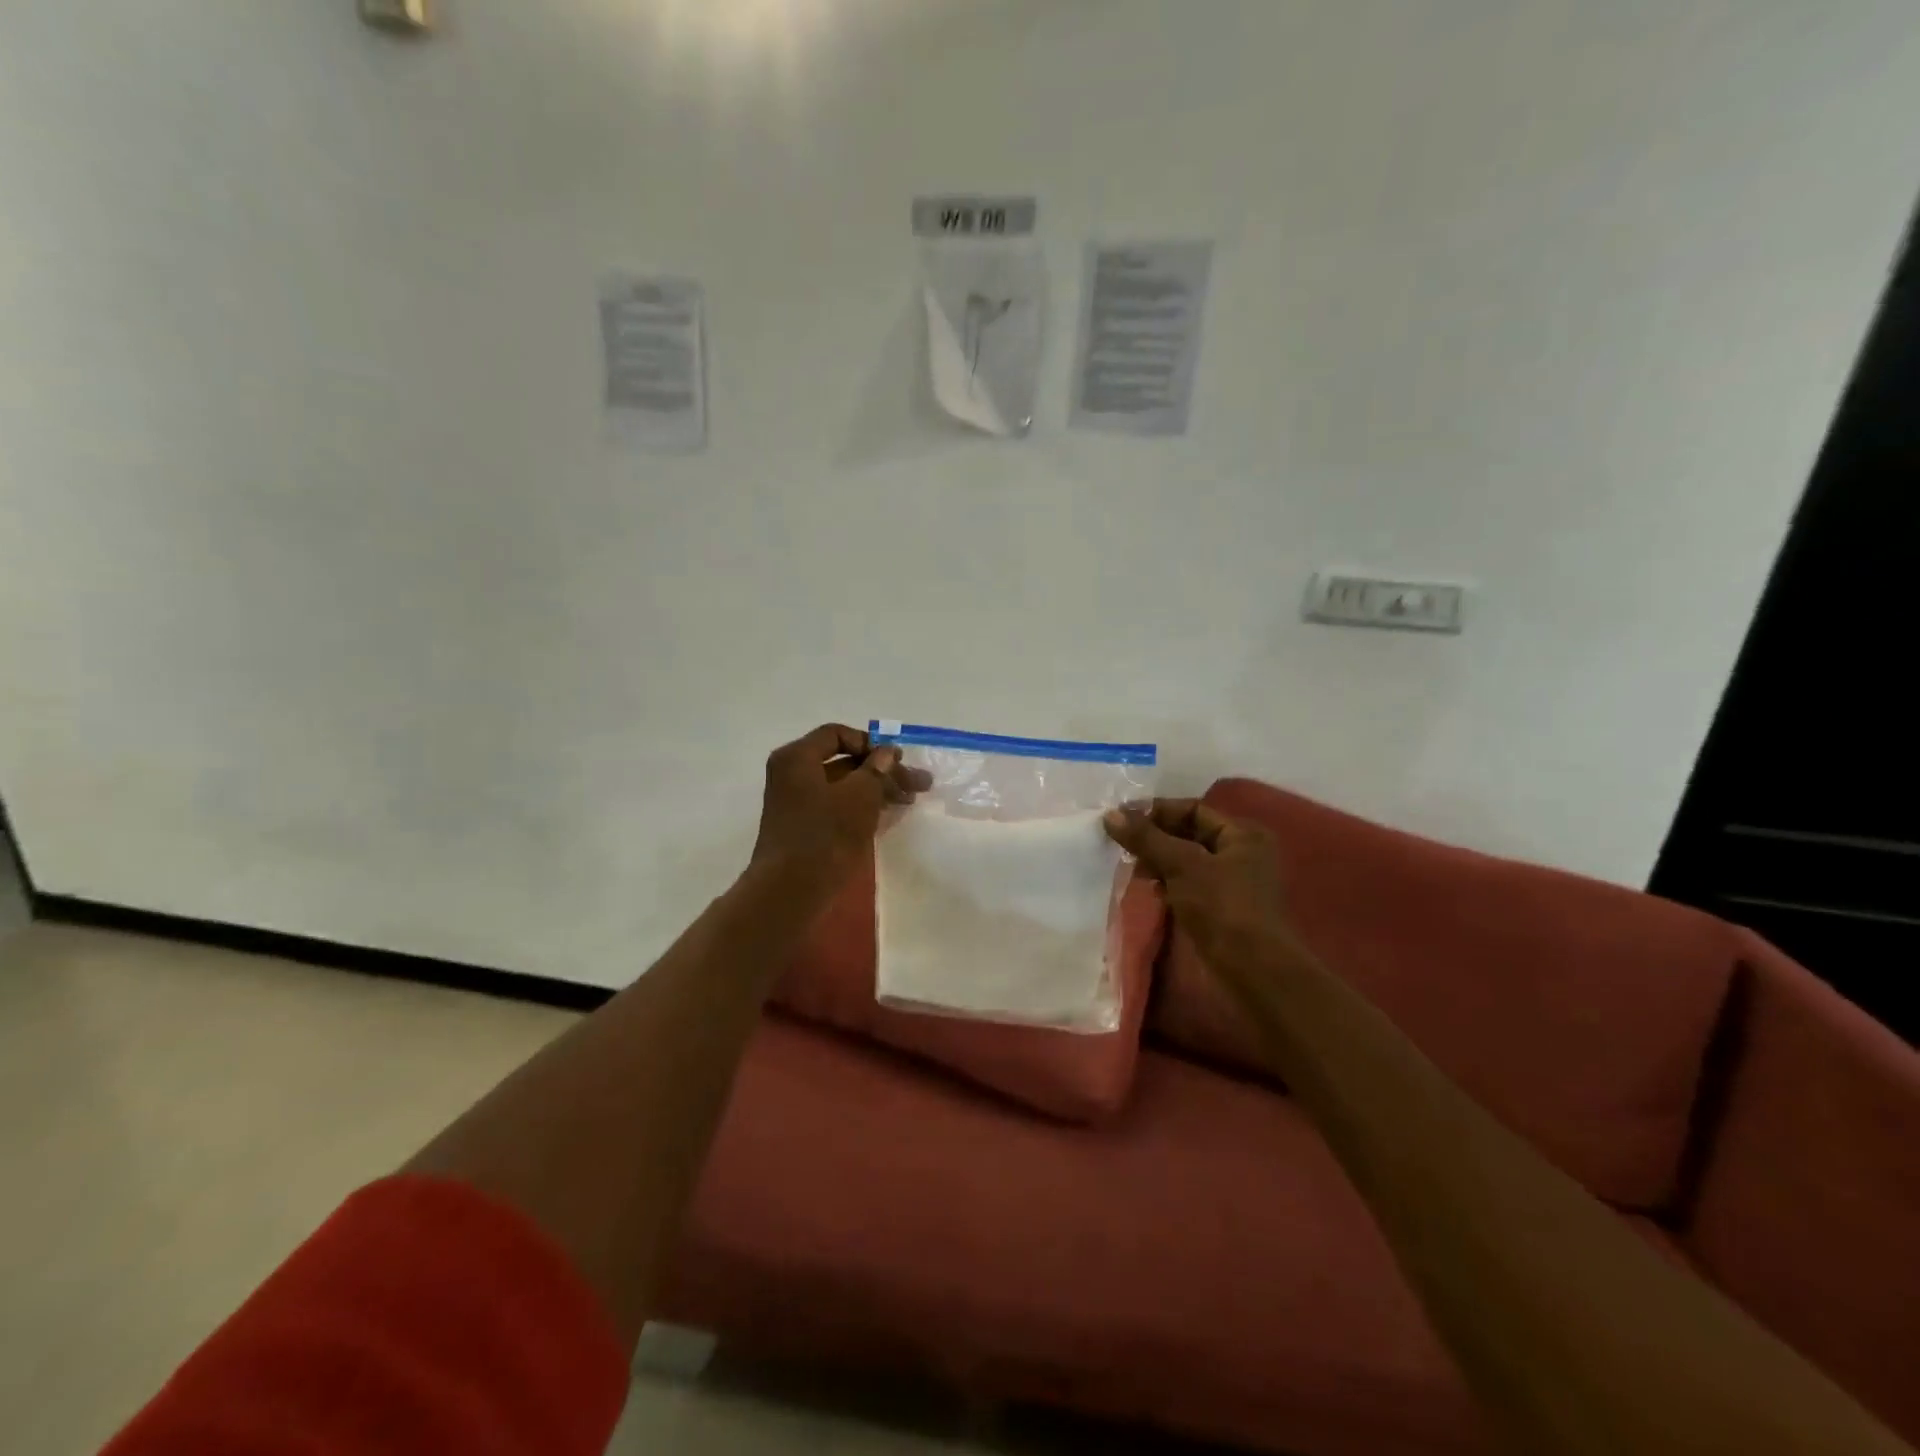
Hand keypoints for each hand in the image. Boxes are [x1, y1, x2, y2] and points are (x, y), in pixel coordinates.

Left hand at [751, 724, 930, 891]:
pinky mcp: (804, 828)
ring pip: (843, 786)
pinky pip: (837, 807)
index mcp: (798, 758)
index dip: (871, 743)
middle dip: (882, 771)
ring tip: (911, 800)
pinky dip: (863, 807)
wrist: (791, 891)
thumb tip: (887, 753)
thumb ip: (877, 769)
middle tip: (918, 783)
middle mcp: (793, 775)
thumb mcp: (860, 796)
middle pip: (843, 761)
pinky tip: (890, 815)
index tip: (897, 760)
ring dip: (877, 789)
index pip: (837, 734)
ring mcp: (797, 803)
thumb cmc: (825, 835)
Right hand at [1103, 799, 1295, 976]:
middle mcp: (1240, 853)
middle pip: (1188, 834)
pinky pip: (1186, 885)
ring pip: (1185, 861)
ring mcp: (1231, 884)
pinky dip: (1166, 883)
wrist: (1251, 970)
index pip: (1193, 809)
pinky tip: (1145, 889)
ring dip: (1157, 861)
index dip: (1157, 811)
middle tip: (1119, 843)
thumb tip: (1110, 815)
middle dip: (1154, 837)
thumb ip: (1146, 838)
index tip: (1122, 819)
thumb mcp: (1182, 865)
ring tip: (1127, 865)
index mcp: (1242, 834)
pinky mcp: (1219, 910)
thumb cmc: (1222, 907)